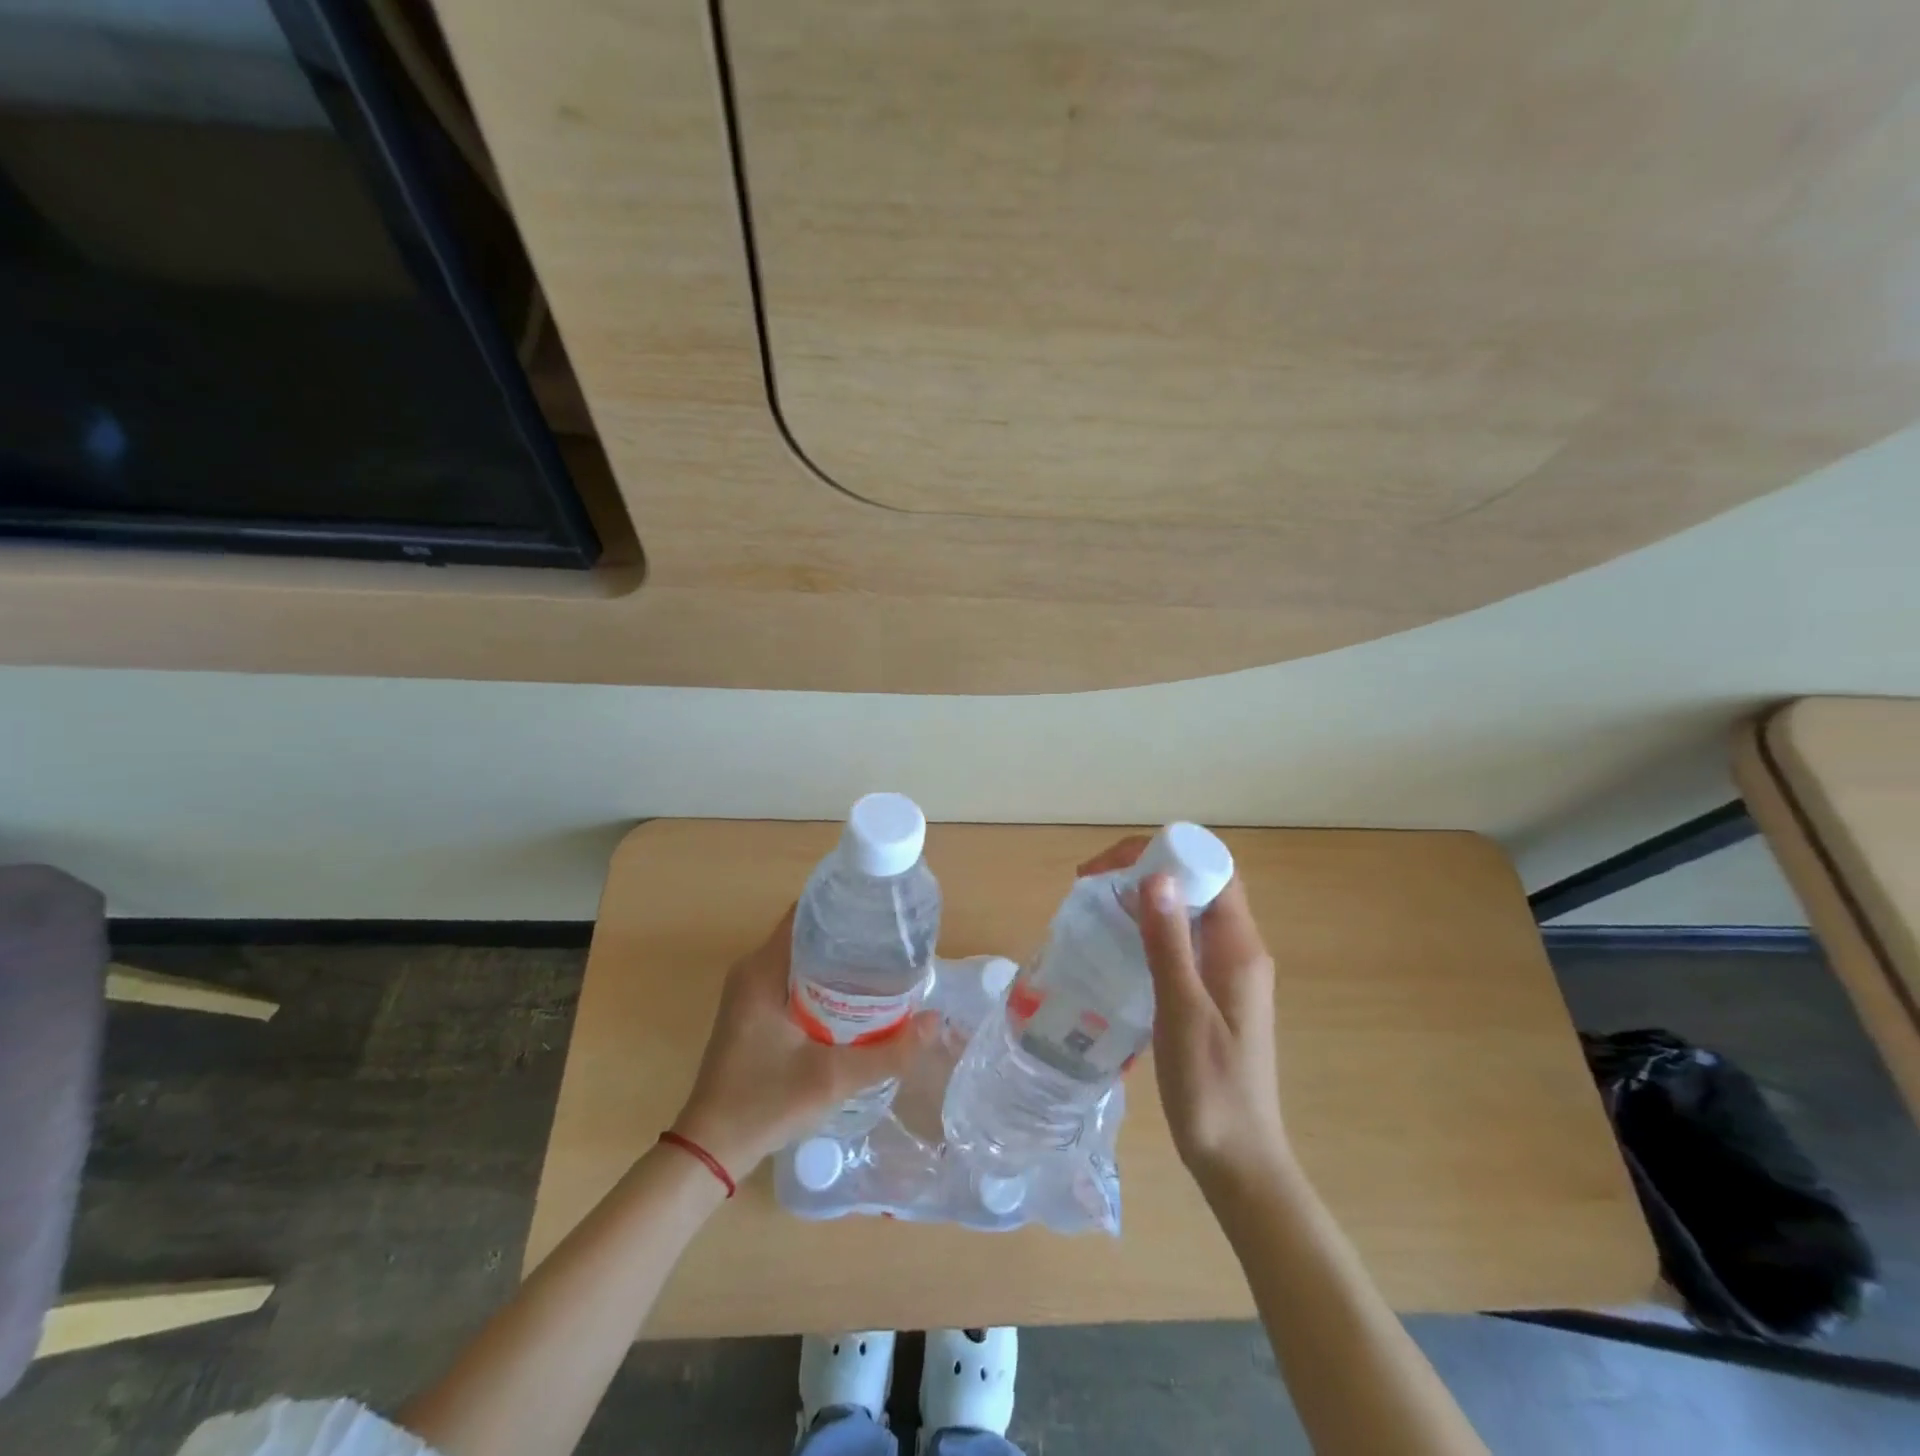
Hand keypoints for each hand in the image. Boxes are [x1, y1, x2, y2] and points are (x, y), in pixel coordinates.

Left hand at [670, 906, 938, 1179]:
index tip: (882, 910)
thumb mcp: (833, 1078)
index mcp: (762, 970)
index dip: (844, 904)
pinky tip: (855, 996)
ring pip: (801, 957)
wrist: (711, 1150)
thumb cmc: (765, 1104)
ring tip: (883, 963)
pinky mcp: (753, 1011)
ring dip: (838, 958)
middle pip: (806, 932)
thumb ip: (889, 1052)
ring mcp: (750, 991)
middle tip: (894, 940)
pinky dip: (823, 979)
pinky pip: (793, 978)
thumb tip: (936, 1022)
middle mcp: (752, 970)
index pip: (805, 913)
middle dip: (849, 933)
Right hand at [1078, 837, 1289, 1192]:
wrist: (1239, 1162)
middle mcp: (1239, 950)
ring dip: (1146, 895)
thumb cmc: (1211, 1091)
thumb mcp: (1183, 1013)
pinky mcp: (1213, 991)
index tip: (1111, 866)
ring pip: (1188, 909)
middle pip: (1199, 881)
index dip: (1164, 852)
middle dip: (1147, 867)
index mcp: (1240, 948)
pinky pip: (1183, 938)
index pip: (1211, 868)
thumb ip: (1170, 943)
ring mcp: (1227, 971)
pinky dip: (1150, 926)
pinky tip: (1118, 942)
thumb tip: (1155, 875)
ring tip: (1097, 904)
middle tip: (1093, 882)